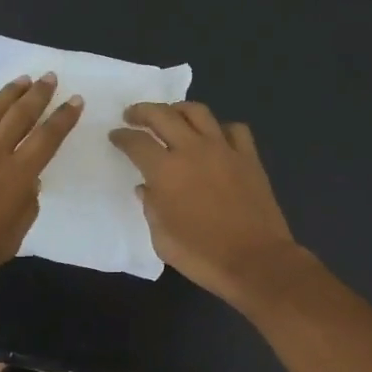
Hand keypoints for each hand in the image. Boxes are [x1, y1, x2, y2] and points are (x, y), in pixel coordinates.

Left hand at [0, 74, 81, 289]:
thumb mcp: (9, 242)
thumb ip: (25, 210)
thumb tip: (30, 185)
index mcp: (17, 176)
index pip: (47, 139)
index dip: (63, 118)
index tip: (76, 100)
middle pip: (21, 114)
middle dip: (39, 94)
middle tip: (49, 77)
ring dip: (10, 93)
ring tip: (23, 80)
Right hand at [110, 101, 301, 305]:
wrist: (256, 261)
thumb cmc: (202, 255)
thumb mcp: (162, 239)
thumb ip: (151, 207)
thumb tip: (147, 188)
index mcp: (165, 171)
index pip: (136, 142)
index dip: (122, 136)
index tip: (115, 136)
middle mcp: (192, 150)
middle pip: (163, 115)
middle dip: (142, 111)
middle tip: (133, 115)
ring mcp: (224, 150)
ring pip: (198, 112)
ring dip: (178, 110)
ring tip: (171, 116)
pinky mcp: (249, 158)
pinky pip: (234, 130)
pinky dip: (220, 129)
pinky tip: (214, 138)